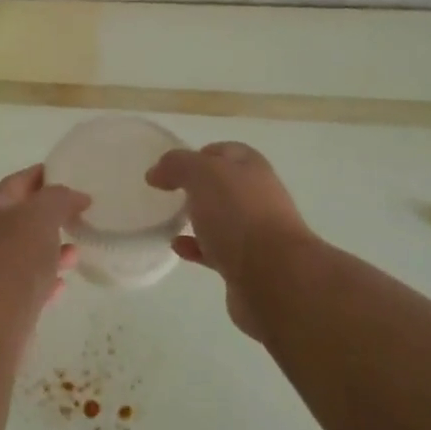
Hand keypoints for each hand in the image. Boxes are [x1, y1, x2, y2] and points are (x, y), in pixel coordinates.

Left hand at [0, 165, 86, 319]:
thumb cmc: (15, 257)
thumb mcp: (42, 215)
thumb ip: (60, 198)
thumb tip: (77, 197)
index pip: (17, 183)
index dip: (41, 175)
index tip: (67, 172)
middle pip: (20, 218)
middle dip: (48, 215)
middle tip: (78, 213)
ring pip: (25, 253)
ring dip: (50, 250)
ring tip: (76, 250)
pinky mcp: (0, 302)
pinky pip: (27, 285)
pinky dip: (45, 280)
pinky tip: (62, 284)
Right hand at [147, 142, 312, 340]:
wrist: (273, 277)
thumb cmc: (238, 215)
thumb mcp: (202, 175)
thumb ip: (177, 165)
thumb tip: (157, 172)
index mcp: (252, 169)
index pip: (225, 152)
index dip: (198, 155)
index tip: (170, 168)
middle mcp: (257, 197)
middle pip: (224, 186)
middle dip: (197, 187)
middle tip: (168, 193)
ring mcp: (254, 233)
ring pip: (221, 219)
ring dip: (198, 218)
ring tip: (169, 220)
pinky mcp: (246, 265)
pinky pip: (216, 251)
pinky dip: (196, 247)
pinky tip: (177, 247)